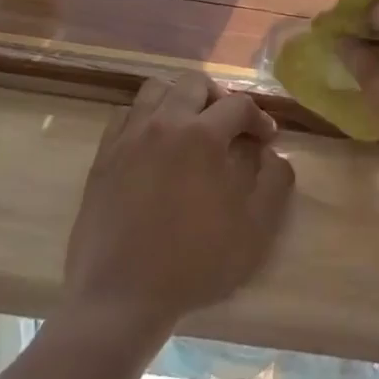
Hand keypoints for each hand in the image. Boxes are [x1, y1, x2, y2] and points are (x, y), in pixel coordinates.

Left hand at [63, 74, 294, 337]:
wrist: (121, 295)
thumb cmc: (195, 263)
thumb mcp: (255, 230)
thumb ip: (275, 182)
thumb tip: (273, 154)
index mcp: (202, 136)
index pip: (238, 105)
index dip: (259, 118)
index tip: (267, 138)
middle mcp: (164, 124)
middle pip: (194, 83)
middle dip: (219, 97)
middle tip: (229, 126)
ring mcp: (128, 137)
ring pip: (156, 89)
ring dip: (179, 99)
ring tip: (190, 127)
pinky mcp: (103, 156)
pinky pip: (126, 115)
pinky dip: (146, 118)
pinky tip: (155, 144)